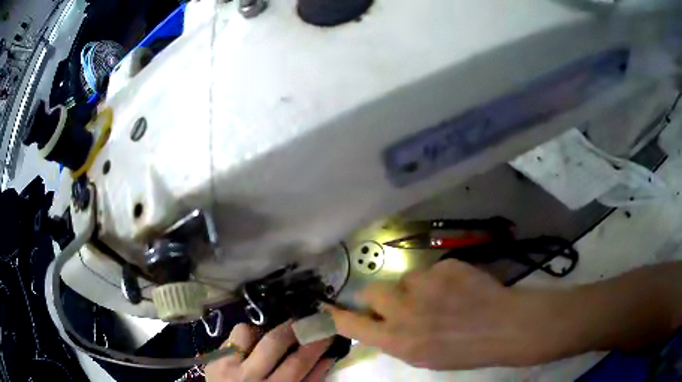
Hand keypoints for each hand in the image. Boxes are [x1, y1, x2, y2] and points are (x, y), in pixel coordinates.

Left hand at [205, 321, 334, 381]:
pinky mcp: (213, 359)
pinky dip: (244, 338)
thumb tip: (328, 357)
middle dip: (292, 327)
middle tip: (304, 320)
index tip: (327, 330)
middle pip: (274, 342)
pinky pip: (231, 337)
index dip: (315, 343)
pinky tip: (248, 349)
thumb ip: (310, 380)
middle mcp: (248, 376)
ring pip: (246, 331)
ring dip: (260, 331)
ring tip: (267, 338)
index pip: (298, 361)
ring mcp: (226, 365)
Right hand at [325, 260, 567, 369]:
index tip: (329, 307)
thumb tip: (378, 322)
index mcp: (400, 341)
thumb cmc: (465, 350)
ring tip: (441, 297)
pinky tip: (460, 288)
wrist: (506, 327)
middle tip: (402, 302)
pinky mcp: (446, 266)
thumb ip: (397, 338)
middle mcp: (406, 313)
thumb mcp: (424, 356)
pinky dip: (440, 278)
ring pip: (405, 278)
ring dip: (416, 287)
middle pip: (373, 291)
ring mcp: (427, 286)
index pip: (354, 325)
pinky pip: (431, 269)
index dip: (340, 315)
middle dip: (382, 296)